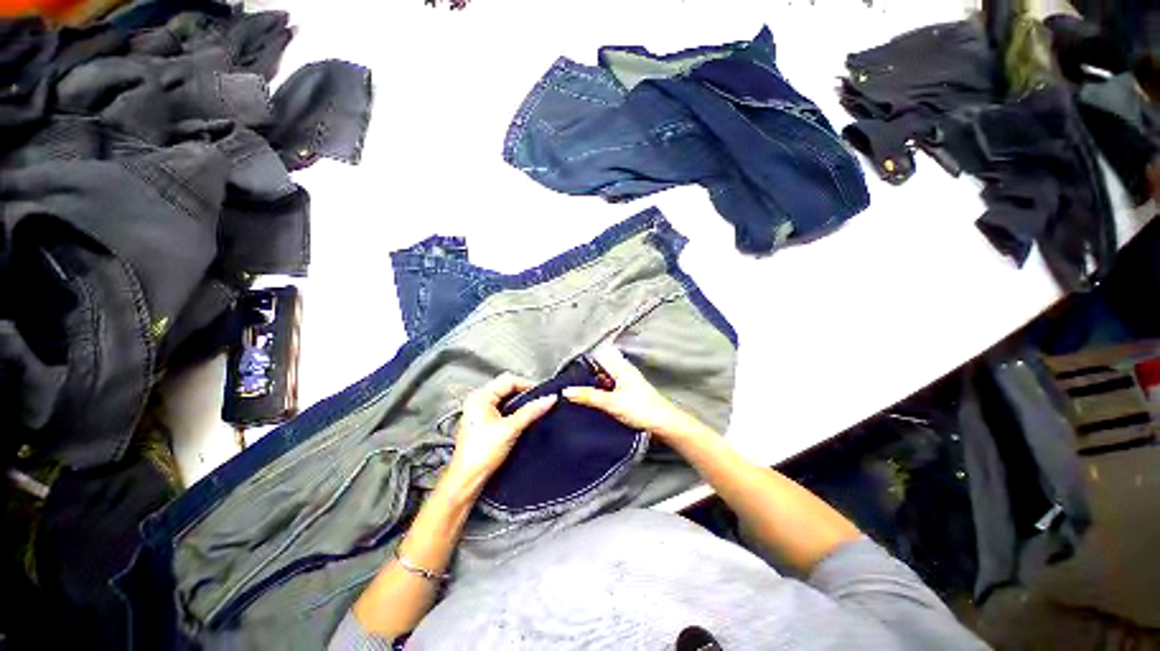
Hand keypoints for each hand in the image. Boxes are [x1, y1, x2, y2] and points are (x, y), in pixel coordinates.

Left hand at [444, 373, 555, 492]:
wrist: (467, 479)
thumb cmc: (480, 454)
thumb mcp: (511, 429)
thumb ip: (531, 411)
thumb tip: (549, 398)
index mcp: (480, 397)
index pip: (509, 380)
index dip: (527, 385)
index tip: (541, 395)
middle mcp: (477, 401)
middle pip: (507, 388)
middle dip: (524, 394)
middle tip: (538, 403)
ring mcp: (479, 412)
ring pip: (505, 399)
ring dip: (519, 404)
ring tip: (531, 411)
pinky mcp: (483, 423)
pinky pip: (502, 409)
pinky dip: (513, 412)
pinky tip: (521, 420)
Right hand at [562, 344, 704, 441]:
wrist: (663, 423)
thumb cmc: (639, 409)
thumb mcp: (610, 403)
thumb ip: (588, 396)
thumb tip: (566, 391)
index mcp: (620, 367)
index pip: (599, 353)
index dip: (584, 355)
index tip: (567, 360)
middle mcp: (623, 370)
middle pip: (600, 364)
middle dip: (585, 369)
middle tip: (567, 376)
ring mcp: (626, 380)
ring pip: (604, 375)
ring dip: (592, 379)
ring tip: (573, 385)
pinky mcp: (627, 391)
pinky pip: (609, 384)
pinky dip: (599, 388)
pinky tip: (590, 396)